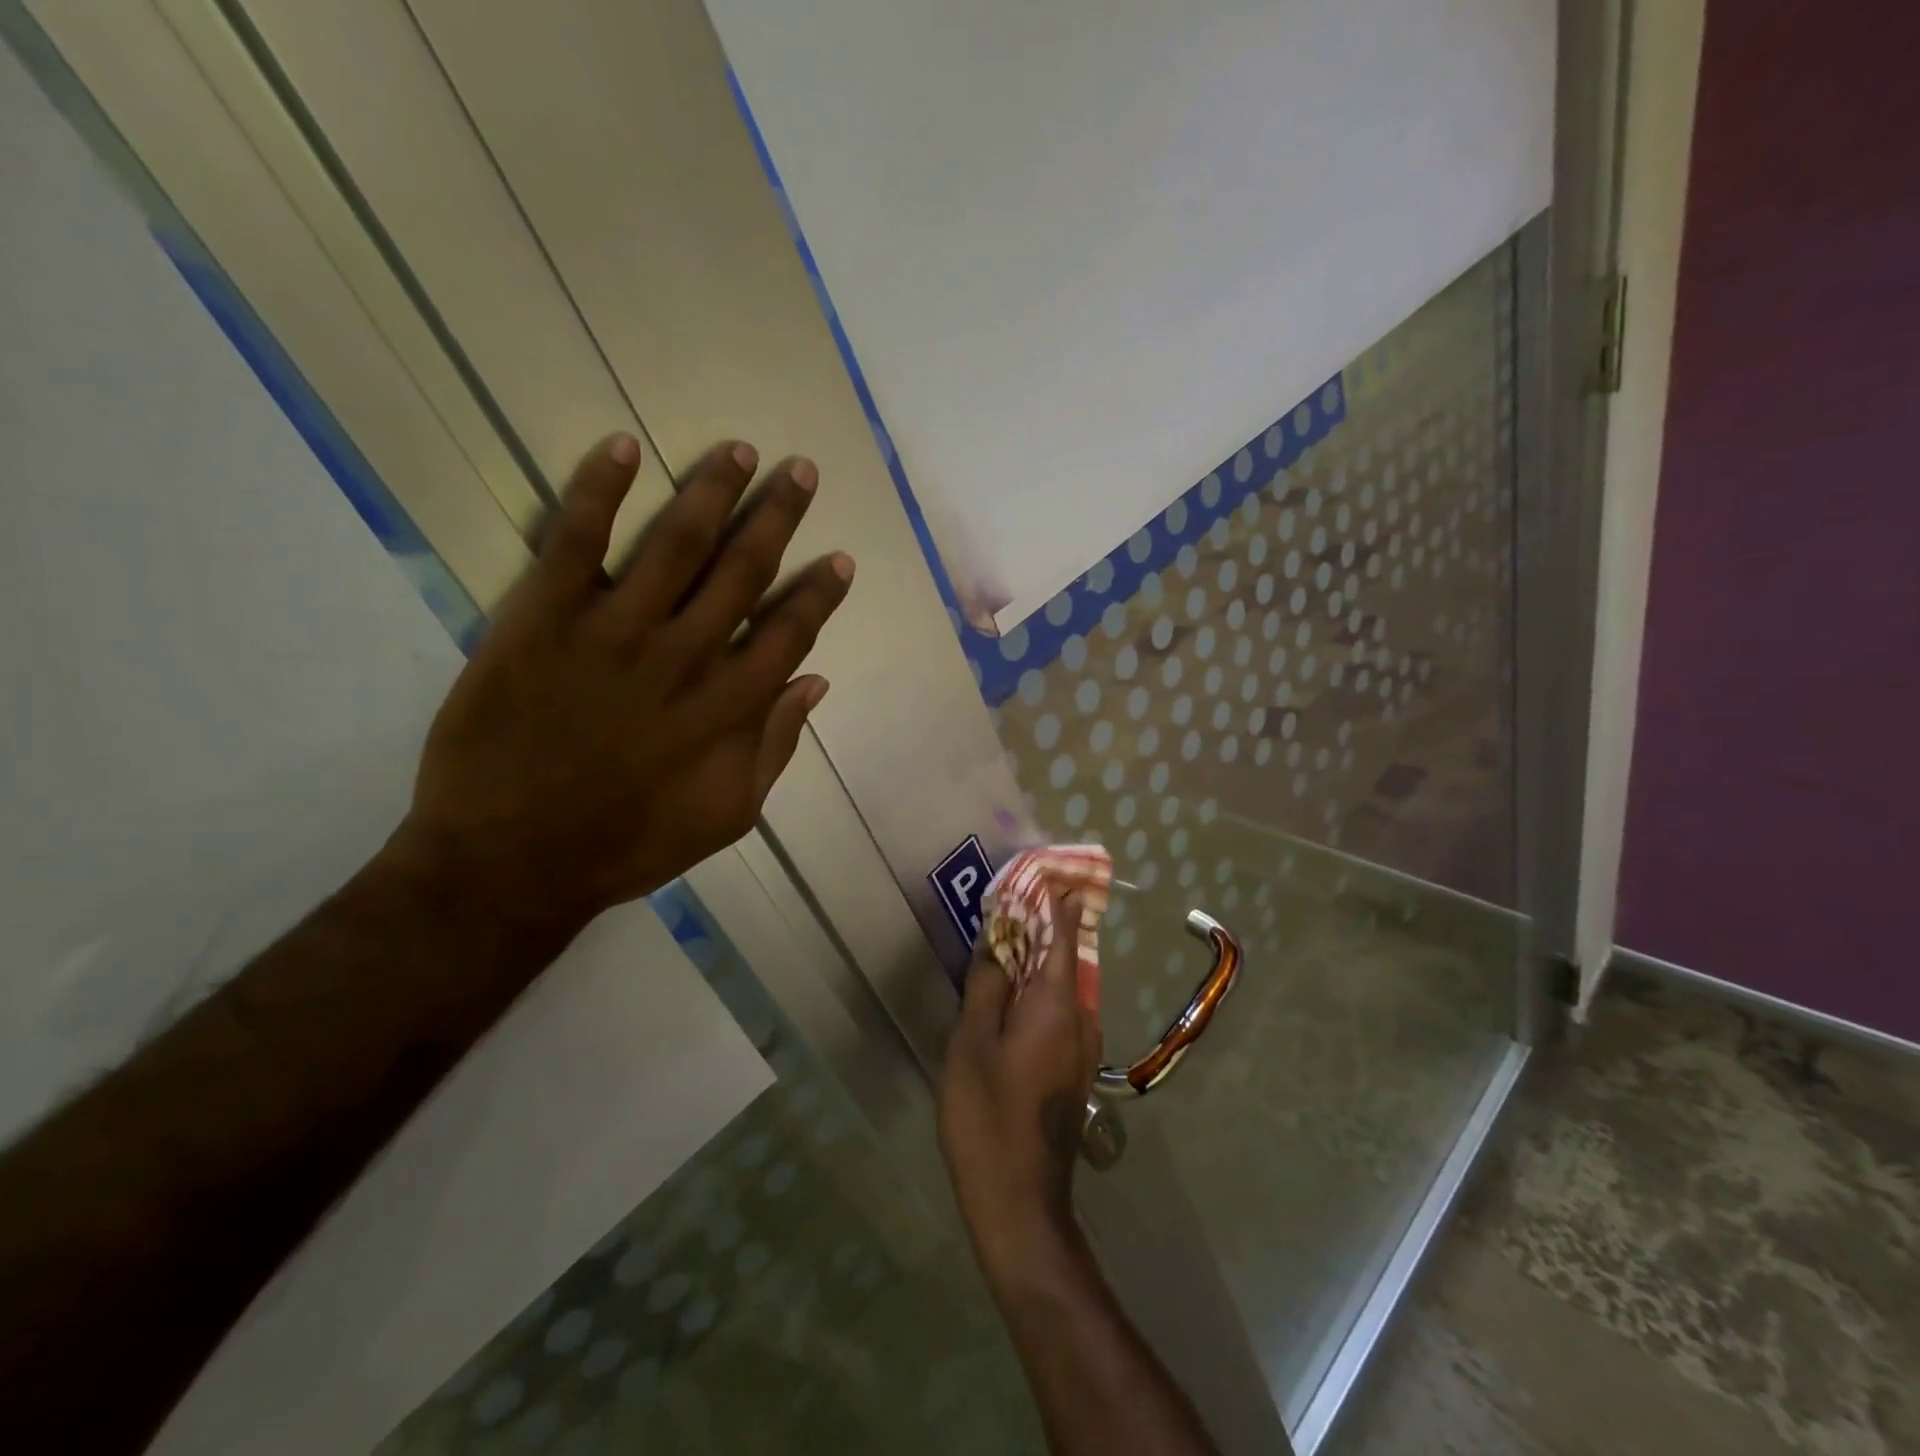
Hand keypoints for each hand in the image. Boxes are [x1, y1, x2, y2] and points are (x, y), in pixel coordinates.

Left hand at [391, 434, 853, 937]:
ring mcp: (615, 631)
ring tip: (740, 451)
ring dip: (714, 491)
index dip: (820, 591)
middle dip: (779, 516)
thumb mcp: (729, 814)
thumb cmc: (628, 844)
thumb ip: (775, 745)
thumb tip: (815, 682)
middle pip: (744, 570)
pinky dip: (599, 490)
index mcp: (730, 705)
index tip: (840, 558)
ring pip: (677, 542)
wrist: (511, 861)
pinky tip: (624, 448)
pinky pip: (576, 540)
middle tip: (802, 471)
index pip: (790, 630)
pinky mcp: (543, 618)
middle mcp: (685, 654)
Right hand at [938, 893, 1101, 1292]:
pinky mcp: (1073, 1070)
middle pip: (1064, 956)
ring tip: (1003, 940)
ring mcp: (1082, 1048)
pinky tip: (1009, 995)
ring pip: (1062, 985)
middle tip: (1010, 901)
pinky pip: (1059, 1012)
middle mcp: (1082, 1018)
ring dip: (1037, 959)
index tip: (1044, 869)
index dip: (1054, 899)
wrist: (1019, 1202)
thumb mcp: (972, 1042)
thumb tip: (997, 938)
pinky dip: (1038, 990)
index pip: (1063, 933)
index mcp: (1058, 1004)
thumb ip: (986, 984)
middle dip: (1041, 925)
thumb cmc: (988, 1115)